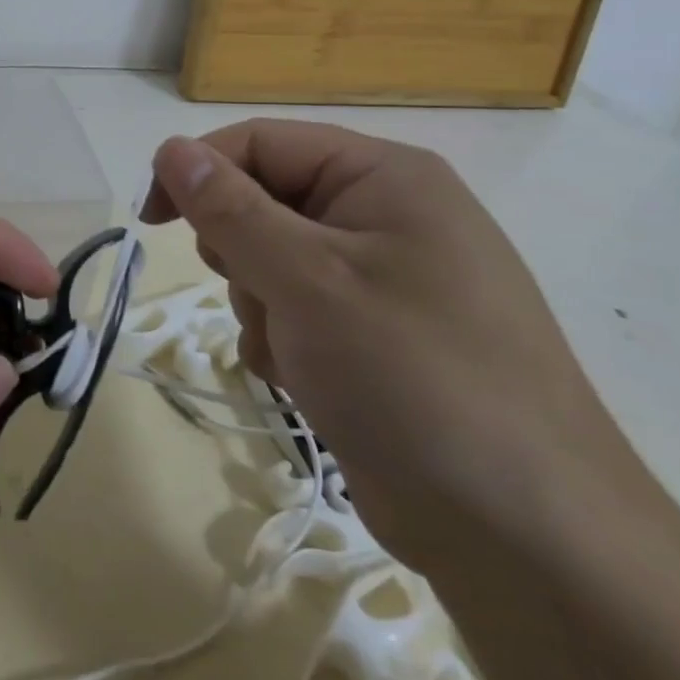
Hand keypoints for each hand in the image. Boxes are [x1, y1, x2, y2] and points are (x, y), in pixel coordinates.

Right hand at [142, 121, 644, 571]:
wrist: (527, 538)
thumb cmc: (415, 379)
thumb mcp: (307, 281)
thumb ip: (231, 209)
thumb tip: (171, 148)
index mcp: (383, 177)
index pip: (260, 142)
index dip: (198, 171)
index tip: (152, 221)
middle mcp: (386, 215)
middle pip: (263, 200)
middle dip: (241, 252)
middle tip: (262, 295)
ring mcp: (384, 278)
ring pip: (270, 260)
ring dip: (260, 304)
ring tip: (296, 352)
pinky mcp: (375, 334)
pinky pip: (294, 309)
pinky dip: (282, 340)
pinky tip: (306, 380)